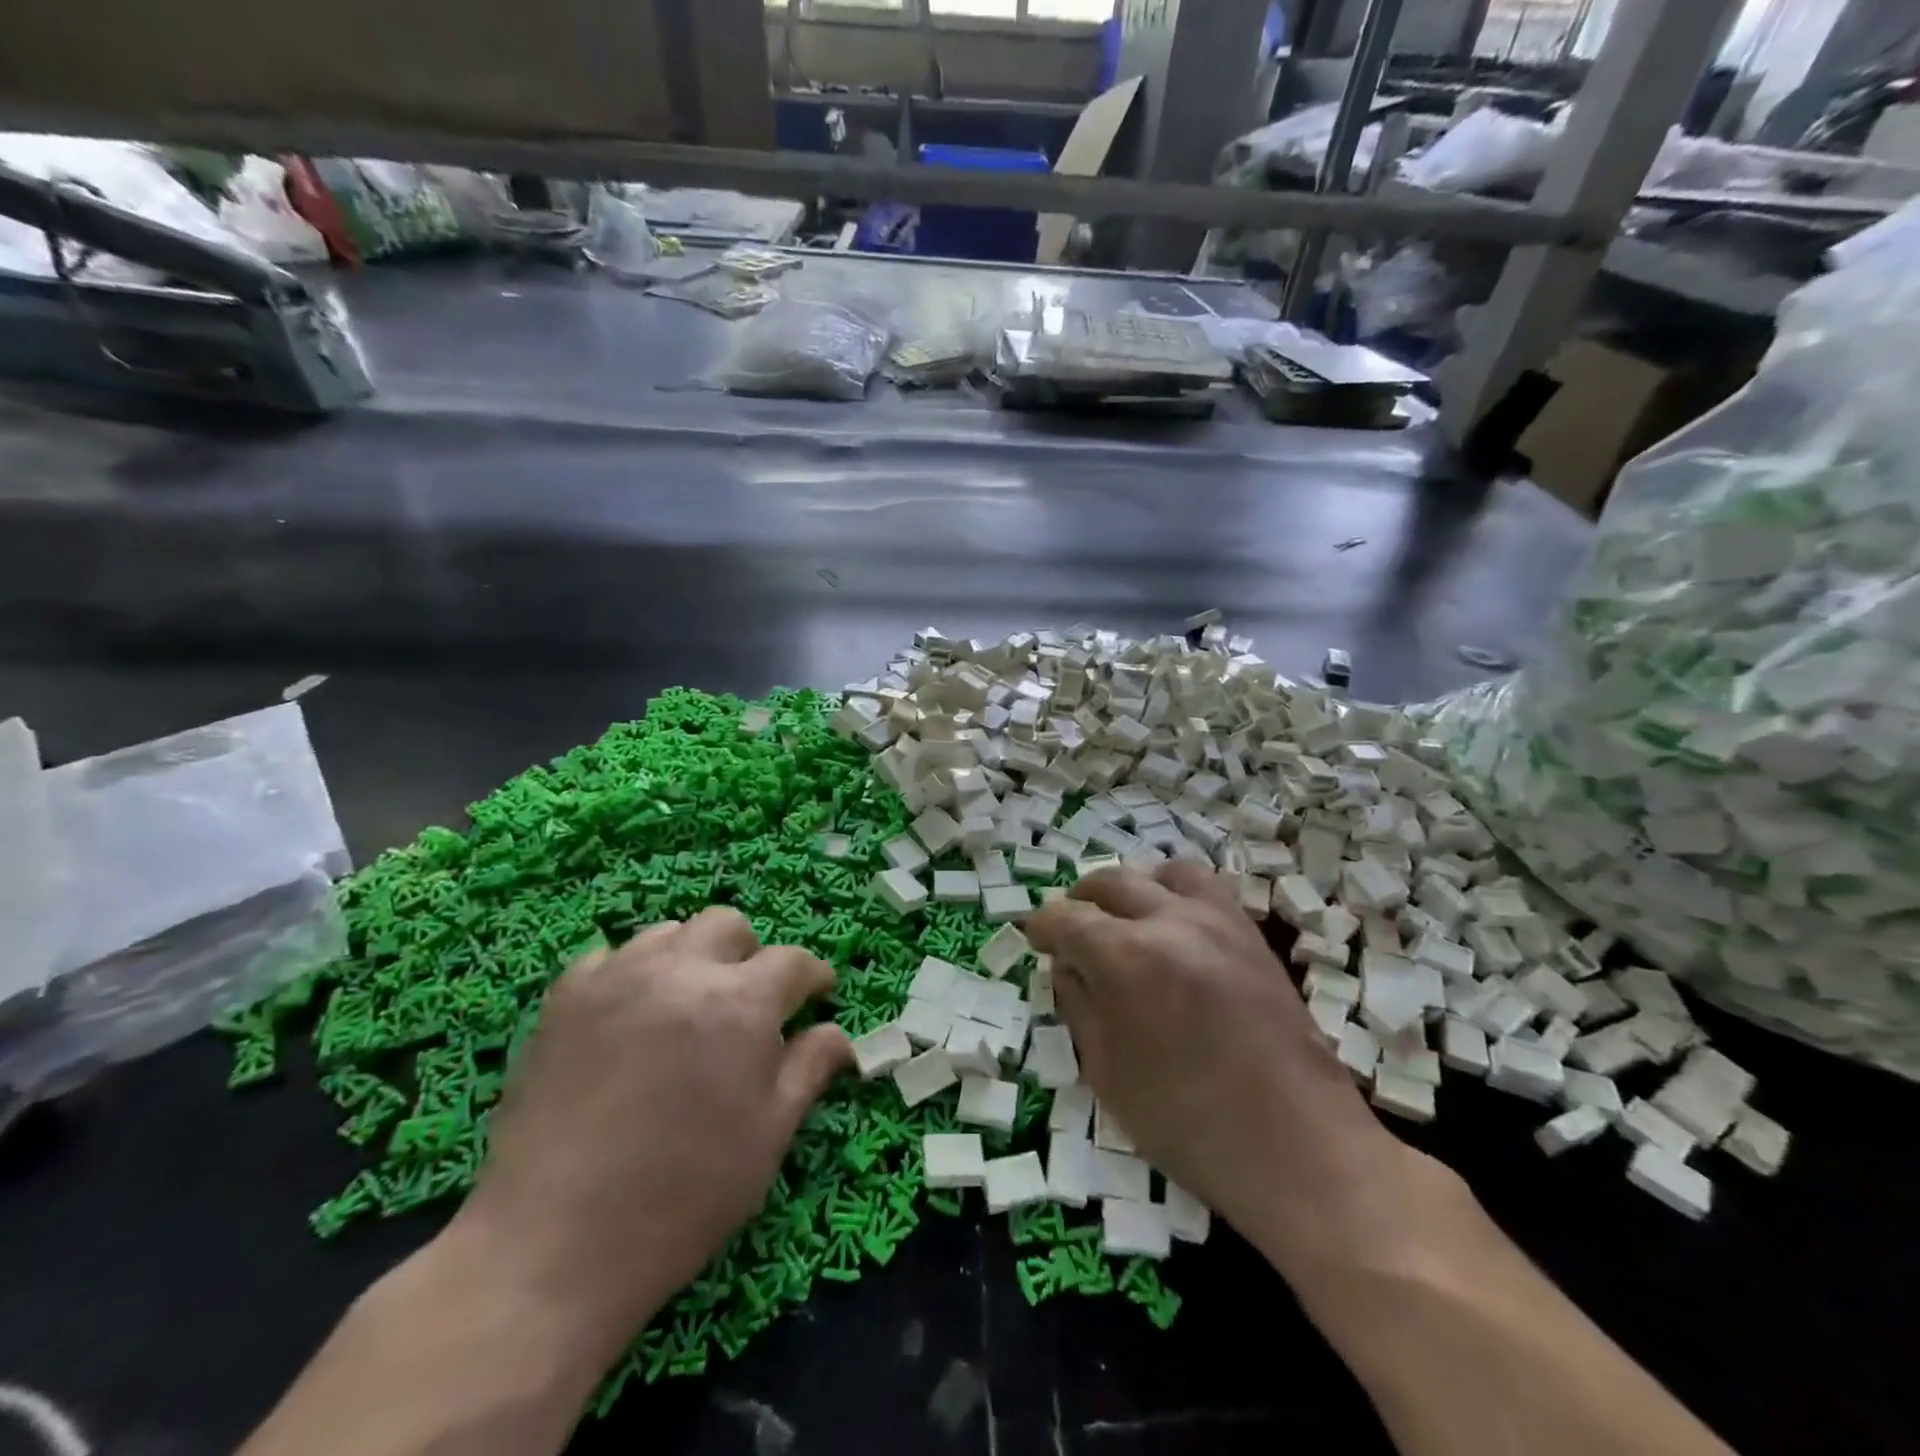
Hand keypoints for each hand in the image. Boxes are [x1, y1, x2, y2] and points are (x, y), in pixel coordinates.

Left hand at [453, 909, 852, 1359]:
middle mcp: (682, 971)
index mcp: (740, 1004)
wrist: (550, 1248)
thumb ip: (809, 1070)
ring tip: (687, 1008)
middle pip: (729, 926)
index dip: (813, 977)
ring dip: (692, 958)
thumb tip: (839, 1033)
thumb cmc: (681, 1198)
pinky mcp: (564, 997)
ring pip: (670, 933)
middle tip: (748, 1005)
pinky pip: (611, 957)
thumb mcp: (767, 1138)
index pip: (792, 962)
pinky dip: (632, 974)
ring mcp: (617, 977)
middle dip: (750, 956)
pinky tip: (629, 1018)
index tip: (817, 996)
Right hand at [1026, 864, 1410, 1277]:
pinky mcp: (1249, 932)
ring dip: (1130, 890)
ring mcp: (1216, 920)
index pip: (1066, 918)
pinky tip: (1172, 929)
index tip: (1034, 938)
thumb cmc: (1187, 1123)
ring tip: (1123, 920)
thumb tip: (1066, 964)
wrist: (1297, 1146)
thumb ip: (1078, 1004)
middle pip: (1109, 883)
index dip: (1041, 926)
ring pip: (1159, 873)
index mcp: (1125, 958)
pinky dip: (1174, 893)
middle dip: (1080, 902)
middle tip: (1071, 932)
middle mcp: (1169, 921)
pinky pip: (1204, 887)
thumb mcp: (1107, 1072)